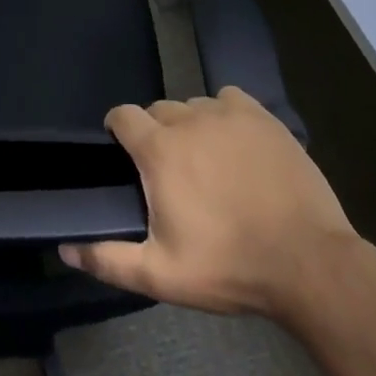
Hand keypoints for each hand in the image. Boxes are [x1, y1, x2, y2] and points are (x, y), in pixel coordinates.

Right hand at [59, 86, 356, 324]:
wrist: (310, 264)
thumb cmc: (230, 267)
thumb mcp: (163, 275)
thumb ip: (109, 259)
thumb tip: (64, 248)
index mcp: (159, 149)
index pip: (122, 115)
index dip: (118, 130)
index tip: (124, 153)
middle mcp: (188, 119)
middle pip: (158, 110)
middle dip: (156, 133)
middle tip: (170, 172)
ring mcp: (228, 114)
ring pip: (194, 106)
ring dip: (190, 126)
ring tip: (206, 162)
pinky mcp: (262, 117)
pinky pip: (229, 100)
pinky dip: (225, 114)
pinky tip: (236, 143)